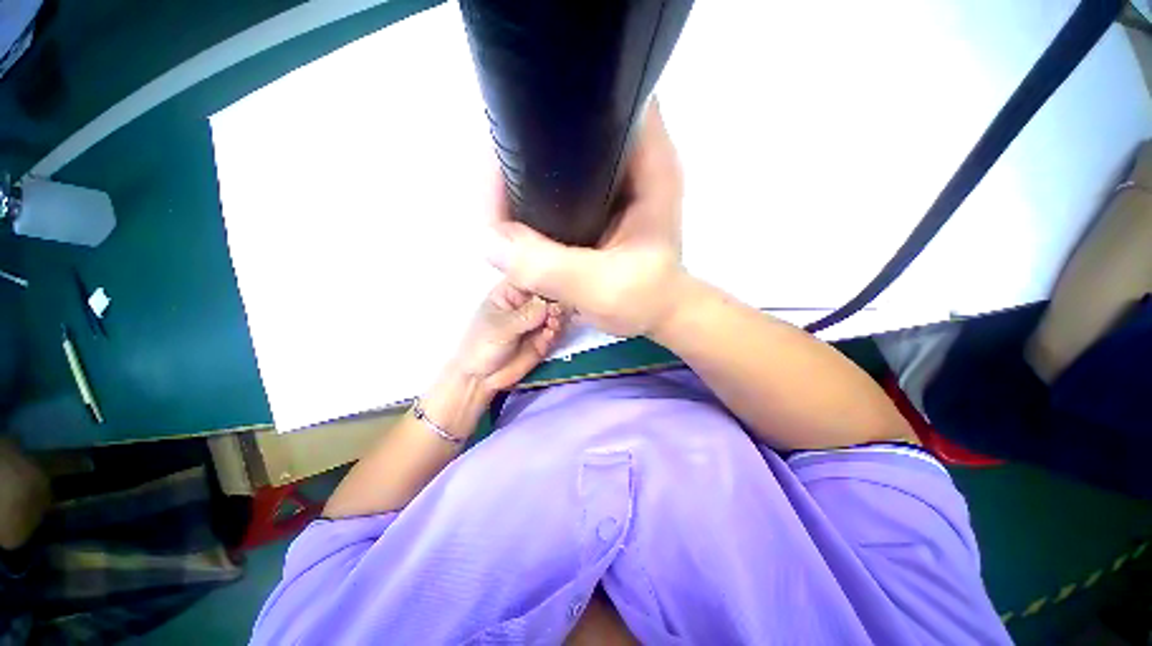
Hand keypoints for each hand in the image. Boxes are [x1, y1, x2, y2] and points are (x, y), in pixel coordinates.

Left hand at [447, 281, 565, 394]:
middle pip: (548, 295)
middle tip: (554, 313)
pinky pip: (557, 330)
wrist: (481, 378)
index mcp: (510, 292)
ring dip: (558, 317)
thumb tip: (548, 304)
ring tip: (552, 326)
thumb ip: (525, 316)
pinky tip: (550, 336)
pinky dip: (557, 331)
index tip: (555, 289)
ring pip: (556, 312)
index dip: (545, 281)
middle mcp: (527, 303)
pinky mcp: (544, 337)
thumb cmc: (481, 346)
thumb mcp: (501, 328)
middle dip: (555, 302)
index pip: (531, 279)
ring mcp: (537, 321)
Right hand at [484, 101, 686, 337]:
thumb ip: (550, 267)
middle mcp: (630, 159)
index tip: (511, 139)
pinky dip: (535, 198)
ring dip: (527, 175)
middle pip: (569, 126)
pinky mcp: (597, 202)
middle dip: (527, 146)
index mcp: (648, 161)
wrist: (657, 314)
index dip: (553, 108)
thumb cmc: (645, 299)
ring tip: (500, 200)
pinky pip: (557, 186)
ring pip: (559, 157)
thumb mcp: (601, 287)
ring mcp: (611, 180)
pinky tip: (519, 216)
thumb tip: (488, 241)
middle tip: (495, 181)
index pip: (600, 101)